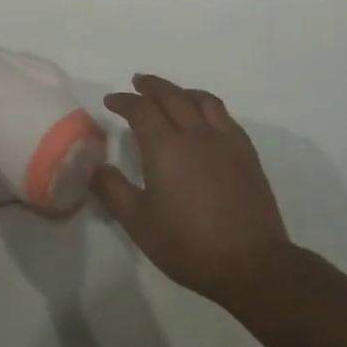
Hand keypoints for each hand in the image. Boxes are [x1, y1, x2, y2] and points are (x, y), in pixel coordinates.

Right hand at [93, 74, 292, 306]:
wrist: (251, 263)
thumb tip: (94, 166)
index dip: (123, 101)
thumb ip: (112, 190)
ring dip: (181, 91)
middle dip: (151, 86)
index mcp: (165, 147)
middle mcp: (195, 133)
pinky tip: (204, 119)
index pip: (140, 109)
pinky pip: (224, 115)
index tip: (111, 101)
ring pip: (201, 99)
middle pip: (171, 95)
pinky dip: (206, 106)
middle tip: (137, 83)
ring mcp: (225, 140)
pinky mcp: (246, 152)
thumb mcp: (139, 223)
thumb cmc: (188, 244)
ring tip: (171, 94)